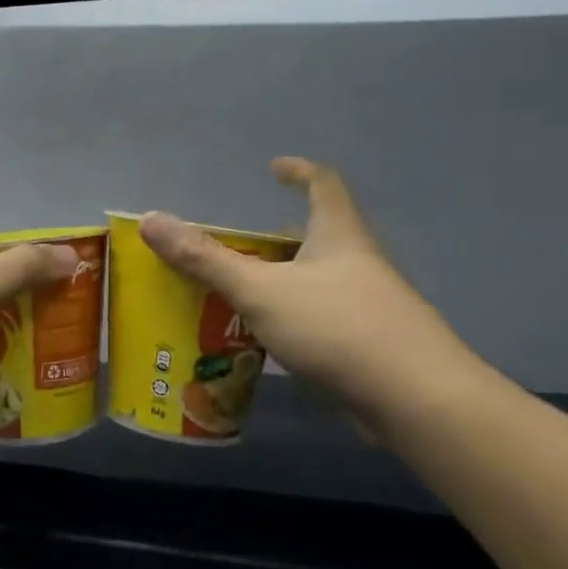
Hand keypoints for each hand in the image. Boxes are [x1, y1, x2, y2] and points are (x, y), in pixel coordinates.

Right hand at [140, 158, 483, 435]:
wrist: (416, 399)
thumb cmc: (337, 328)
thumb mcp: (261, 290)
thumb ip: (205, 259)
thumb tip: (151, 221)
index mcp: (339, 236)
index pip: (324, 185)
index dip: (299, 172)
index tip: (274, 169)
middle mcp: (359, 263)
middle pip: (318, 237)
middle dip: (277, 238)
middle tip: (236, 247)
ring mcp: (370, 306)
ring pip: (318, 282)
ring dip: (282, 283)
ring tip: (238, 296)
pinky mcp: (371, 346)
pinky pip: (322, 321)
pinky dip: (293, 321)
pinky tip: (267, 342)